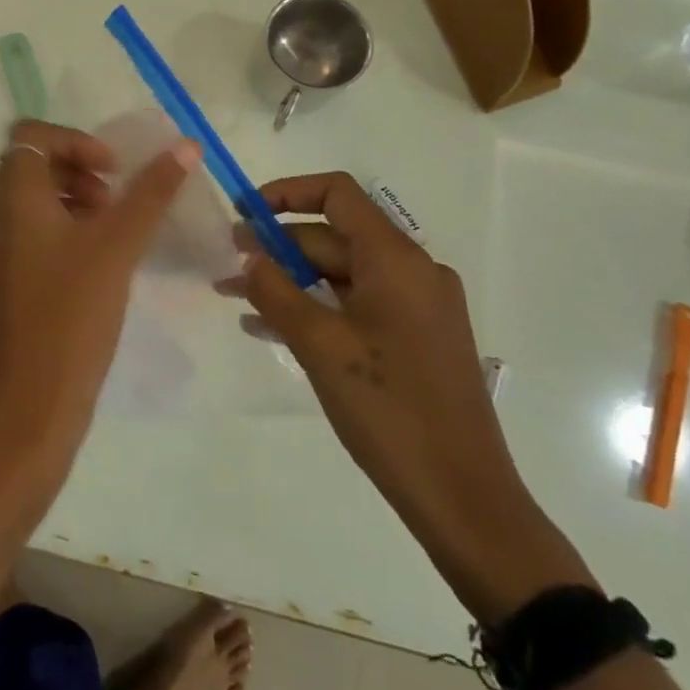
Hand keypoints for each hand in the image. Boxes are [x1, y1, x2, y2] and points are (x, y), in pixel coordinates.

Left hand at [0, 120, 198, 488]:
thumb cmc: (70, 318)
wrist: (27, 410)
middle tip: (115, 202)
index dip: (75, 141)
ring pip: (32, 203)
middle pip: (31, 166)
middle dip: (78, 171)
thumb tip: (185, 146)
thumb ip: (151, 193)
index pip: (31, 135)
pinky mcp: (4, 286)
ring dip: (74, 202)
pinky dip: (64, 233)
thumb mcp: (116, 248)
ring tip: (113, 234)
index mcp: (12, 200)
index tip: (113, 172)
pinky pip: (31, 237)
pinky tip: (99, 267)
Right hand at [237, 173, 593, 622]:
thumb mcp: (320, 345)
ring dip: (290, 281)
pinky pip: (356, 306)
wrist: (462, 496)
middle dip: (278, 247)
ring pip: (342, 275)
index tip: (243, 214)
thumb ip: (276, 292)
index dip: (286, 194)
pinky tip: (271, 329)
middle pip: (335, 237)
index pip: (338, 194)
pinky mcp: (415, 340)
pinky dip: (315, 308)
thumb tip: (248, 257)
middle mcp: (412, 272)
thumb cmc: (388, 409)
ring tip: (237, 298)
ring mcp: (417, 308)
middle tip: (227, 267)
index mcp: (396, 260)